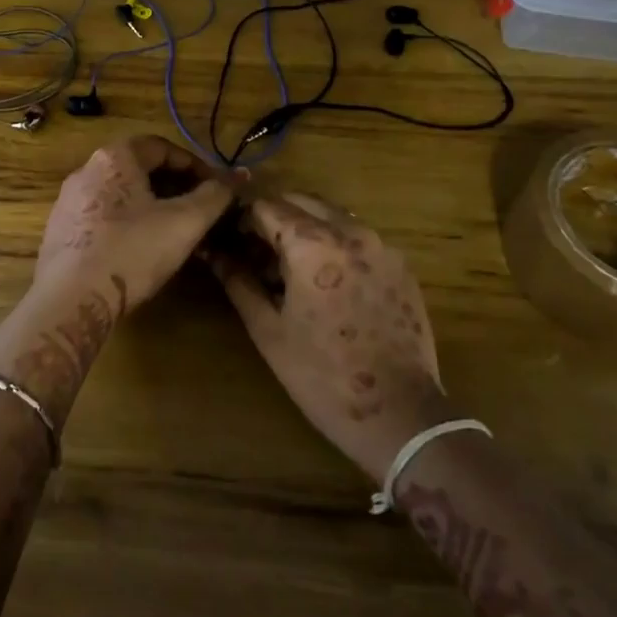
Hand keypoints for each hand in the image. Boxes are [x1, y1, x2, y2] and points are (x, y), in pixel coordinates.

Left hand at [30, 135, 235, 315]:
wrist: (71, 300)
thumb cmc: (132, 252)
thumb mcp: (185, 222)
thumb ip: (215, 195)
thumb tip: (238, 176)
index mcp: (115, 158)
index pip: (162, 146)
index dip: (195, 165)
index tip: (215, 188)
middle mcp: (86, 170)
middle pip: (139, 168)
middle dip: (174, 185)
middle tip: (198, 209)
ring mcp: (68, 201)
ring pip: (120, 193)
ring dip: (150, 204)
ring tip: (173, 230)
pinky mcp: (59, 230)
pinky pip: (102, 215)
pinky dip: (126, 222)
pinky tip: (139, 248)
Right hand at [208, 193, 444, 482]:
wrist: (399, 414)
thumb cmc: (322, 376)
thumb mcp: (269, 330)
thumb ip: (239, 283)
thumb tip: (215, 254)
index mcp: (312, 244)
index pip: (267, 207)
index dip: (244, 219)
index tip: (232, 240)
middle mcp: (350, 231)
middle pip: (301, 201)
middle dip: (275, 218)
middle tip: (258, 251)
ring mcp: (381, 246)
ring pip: (332, 216)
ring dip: (306, 227)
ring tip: (290, 267)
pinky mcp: (400, 265)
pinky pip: (359, 238)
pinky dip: (336, 244)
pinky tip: (328, 282)